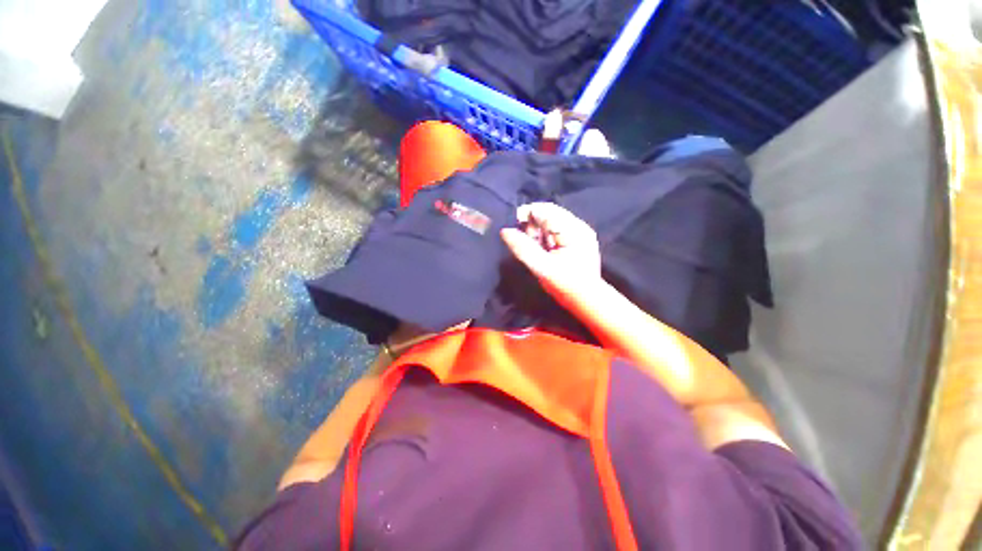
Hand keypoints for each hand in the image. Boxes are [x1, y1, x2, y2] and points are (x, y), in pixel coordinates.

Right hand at [500, 202, 601, 304]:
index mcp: (573, 230)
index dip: (526, 214)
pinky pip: (555, 231)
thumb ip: (523, 248)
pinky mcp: (577, 240)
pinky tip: (541, 249)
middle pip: (549, 214)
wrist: (587, 300)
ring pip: (551, 222)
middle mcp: (579, 226)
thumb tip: (505, 231)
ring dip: (537, 231)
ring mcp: (579, 232)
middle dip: (531, 224)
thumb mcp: (542, 268)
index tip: (512, 226)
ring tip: (532, 247)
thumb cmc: (566, 286)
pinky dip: (544, 237)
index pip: (546, 210)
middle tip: (522, 240)